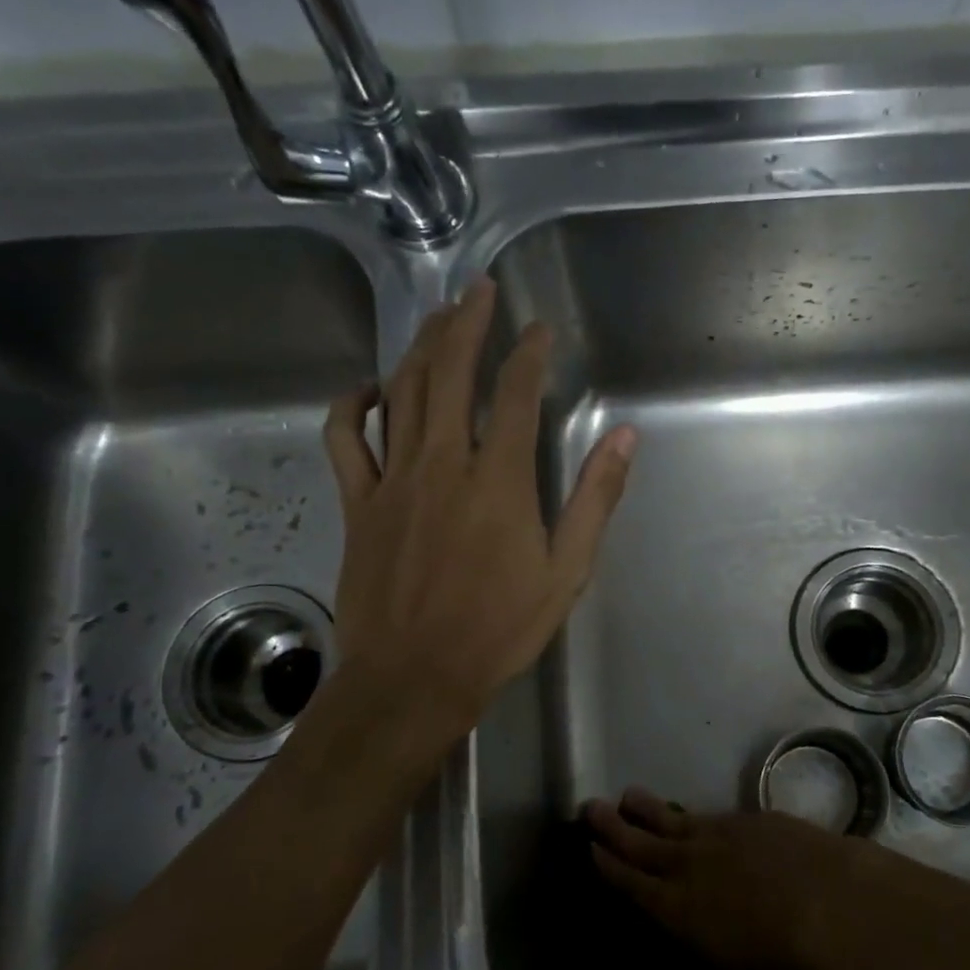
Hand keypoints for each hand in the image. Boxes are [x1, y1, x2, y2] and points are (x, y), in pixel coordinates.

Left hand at [320, 277, 636, 738]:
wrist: (414, 678)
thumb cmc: (499, 629)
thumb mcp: (566, 570)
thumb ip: (594, 498)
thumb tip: (624, 438)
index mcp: (498, 479)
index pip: (514, 393)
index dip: (529, 353)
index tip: (540, 331)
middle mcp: (441, 463)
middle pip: (448, 373)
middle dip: (466, 324)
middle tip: (478, 291)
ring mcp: (392, 480)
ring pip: (401, 393)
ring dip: (420, 348)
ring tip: (438, 318)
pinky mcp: (359, 503)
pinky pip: (345, 440)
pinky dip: (351, 406)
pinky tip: (368, 389)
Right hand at [582, 789, 858, 969]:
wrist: (823, 897)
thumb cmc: (779, 946)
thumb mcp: (725, 953)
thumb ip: (696, 925)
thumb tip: (683, 909)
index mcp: (677, 907)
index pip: (632, 881)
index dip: (609, 865)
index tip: (591, 848)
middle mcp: (686, 865)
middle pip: (640, 843)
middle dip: (612, 826)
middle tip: (590, 807)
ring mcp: (712, 835)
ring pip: (668, 819)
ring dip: (644, 809)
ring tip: (627, 796)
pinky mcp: (739, 819)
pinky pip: (702, 815)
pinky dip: (686, 815)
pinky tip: (684, 815)